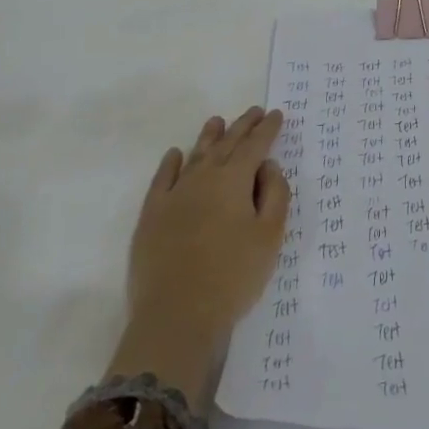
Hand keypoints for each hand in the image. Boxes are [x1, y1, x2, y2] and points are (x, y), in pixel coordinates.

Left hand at [106, 107, 290, 405]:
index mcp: (234, 180)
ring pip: (195, 155)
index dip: (267, 129)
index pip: (255, 145)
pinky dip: (170, 163)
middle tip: (255, 112)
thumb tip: (268, 166)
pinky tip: (175, 154)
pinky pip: (162, 179)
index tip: (276, 114)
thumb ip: (275, 195)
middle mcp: (204, 177)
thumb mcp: (270, 237)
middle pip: (227, 144)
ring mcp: (174, 195)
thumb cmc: (233, 277)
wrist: (177, 317)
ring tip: (217, 121)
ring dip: (209, 136)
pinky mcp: (151, 216)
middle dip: (243, 126)